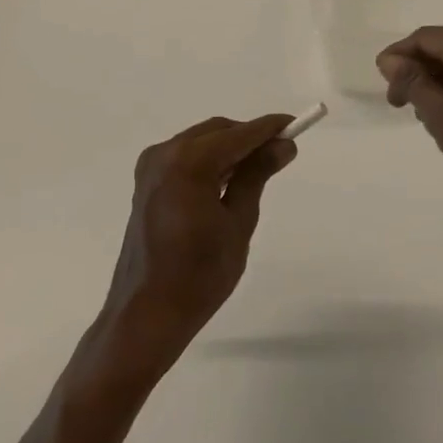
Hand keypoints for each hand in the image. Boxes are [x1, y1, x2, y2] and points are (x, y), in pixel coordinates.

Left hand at [97, 115, 297, 378]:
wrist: (146, 316)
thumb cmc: (199, 275)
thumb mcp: (239, 223)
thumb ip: (257, 175)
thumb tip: (283, 146)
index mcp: (190, 163)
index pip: (239, 134)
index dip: (269, 128)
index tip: (295, 126)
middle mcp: (166, 154)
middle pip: (218, 132)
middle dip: (249, 138)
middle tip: (280, 153)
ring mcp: (152, 167)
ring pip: (201, 142)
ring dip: (229, 149)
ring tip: (259, 169)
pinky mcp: (147, 183)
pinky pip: (185, 157)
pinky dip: (209, 160)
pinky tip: (228, 180)